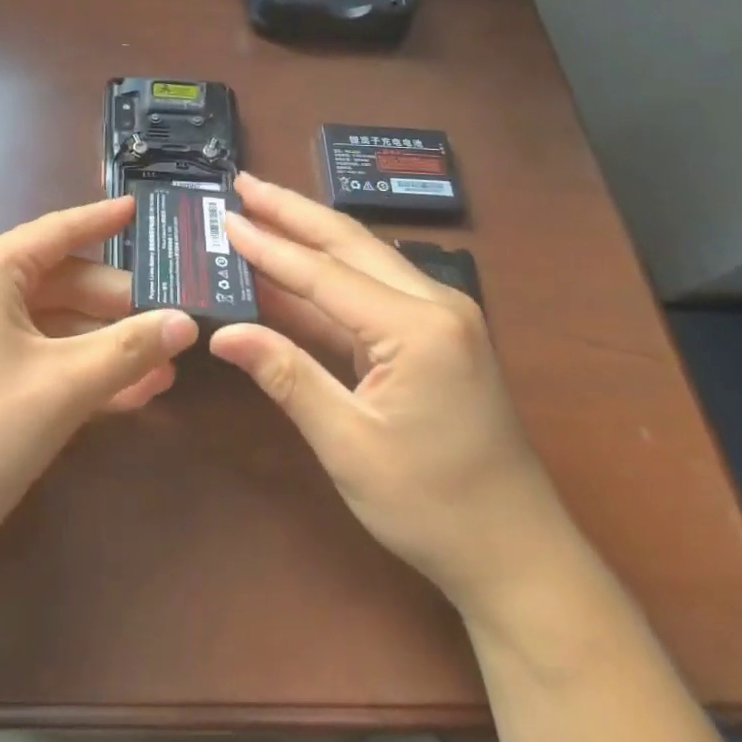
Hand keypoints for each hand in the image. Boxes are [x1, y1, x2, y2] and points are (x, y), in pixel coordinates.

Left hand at [0, 197, 198, 570]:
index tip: (142, 207)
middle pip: (62, 283)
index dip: (104, 220)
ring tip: (165, 367)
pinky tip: (129, 393)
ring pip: (52, 324)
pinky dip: (75, 370)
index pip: (60, 230)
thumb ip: (130, 348)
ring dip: (104, 347)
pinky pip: (33, 355)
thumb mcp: (63, 387)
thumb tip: (188, 322)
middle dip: (119, 308)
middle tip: (175, 320)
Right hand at [209, 175, 579, 617]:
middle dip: (292, 211)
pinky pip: (373, 288)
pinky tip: (295, 265)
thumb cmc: (433, 507)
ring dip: (310, 233)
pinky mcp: (437, 333)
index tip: (226, 217)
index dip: (269, 246)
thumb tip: (223, 334)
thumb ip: (287, 377)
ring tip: (262, 206)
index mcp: (419, 328)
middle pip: (349, 243)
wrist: (519, 558)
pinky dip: (328, 274)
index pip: (325, 274)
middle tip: (243, 183)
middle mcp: (436, 304)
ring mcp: (442, 315)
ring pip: (363, 258)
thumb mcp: (349, 445)